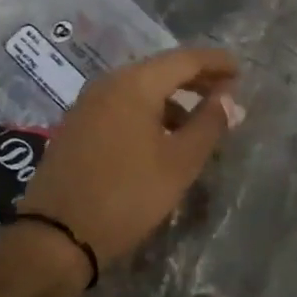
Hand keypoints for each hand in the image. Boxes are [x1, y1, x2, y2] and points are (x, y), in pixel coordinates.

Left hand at [16, 46, 239, 272]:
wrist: (56, 236)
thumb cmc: (127, 195)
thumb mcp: (179, 163)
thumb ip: (208, 124)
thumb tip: (229, 99)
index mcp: (135, 84)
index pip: (185, 59)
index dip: (216, 62)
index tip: (240, 70)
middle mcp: (108, 83)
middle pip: (160, 69)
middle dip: (195, 78)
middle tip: (226, 92)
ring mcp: (88, 104)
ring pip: (140, 89)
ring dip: (172, 98)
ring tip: (198, 119)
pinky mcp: (77, 126)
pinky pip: (122, 105)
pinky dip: (149, 111)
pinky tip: (162, 136)